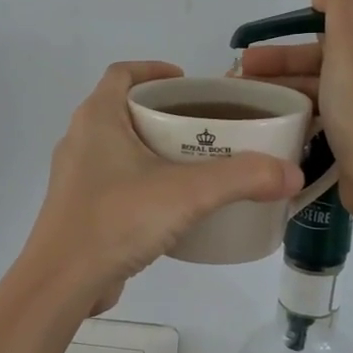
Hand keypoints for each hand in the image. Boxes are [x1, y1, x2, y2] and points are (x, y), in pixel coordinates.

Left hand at [24, 61, 306, 315]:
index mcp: (97, 118)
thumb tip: (291, 173)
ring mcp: (76, 177)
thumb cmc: (117, 220)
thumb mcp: (188, 193)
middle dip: (164, 112)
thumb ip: (242, 178)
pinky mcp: (79, 209)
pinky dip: (143, 180)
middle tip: (205, 125)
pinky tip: (172, 204)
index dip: (155, 69)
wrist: (61, 283)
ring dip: (154, 148)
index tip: (189, 82)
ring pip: (120, 147)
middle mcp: (80, 140)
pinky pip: (115, 180)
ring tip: (196, 163)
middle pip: (124, 109)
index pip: (123, 73)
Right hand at [236, 0, 352, 221]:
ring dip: (292, 75)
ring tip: (248, 84)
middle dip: (292, 51)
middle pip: (342, 42)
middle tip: (250, 60)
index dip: (323, 9)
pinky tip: (276, 106)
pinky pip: (339, 100)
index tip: (289, 24)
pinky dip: (308, 99)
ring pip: (335, 73)